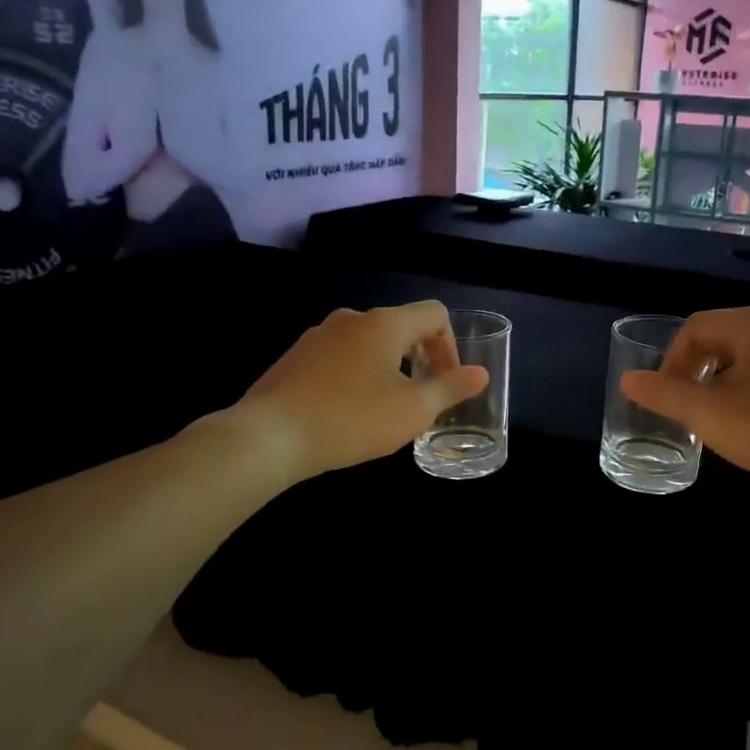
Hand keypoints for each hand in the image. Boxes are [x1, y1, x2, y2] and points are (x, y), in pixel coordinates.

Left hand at [231, 301, 488, 481]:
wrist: (269, 436)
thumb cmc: (351, 419)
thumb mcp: (412, 411)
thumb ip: (450, 388)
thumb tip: (480, 373)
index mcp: (385, 323)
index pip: (434, 313)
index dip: (451, 345)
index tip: (446, 382)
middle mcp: (352, 318)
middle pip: (401, 326)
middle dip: (420, 358)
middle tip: (422, 398)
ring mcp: (319, 335)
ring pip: (369, 343)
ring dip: (388, 367)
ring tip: (386, 408)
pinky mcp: (295, 356)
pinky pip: (340, 357)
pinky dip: (357, 374)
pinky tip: (348, 411)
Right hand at [620, 304, 749, 494]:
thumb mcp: (709, 414)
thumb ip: (665, 395)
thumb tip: (629, 380)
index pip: (695, 327)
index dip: (671, 360)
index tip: (667, 396)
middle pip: (724, 340)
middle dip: (699, 373)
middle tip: (690, 409)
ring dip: (727, 384)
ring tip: (722, 420)